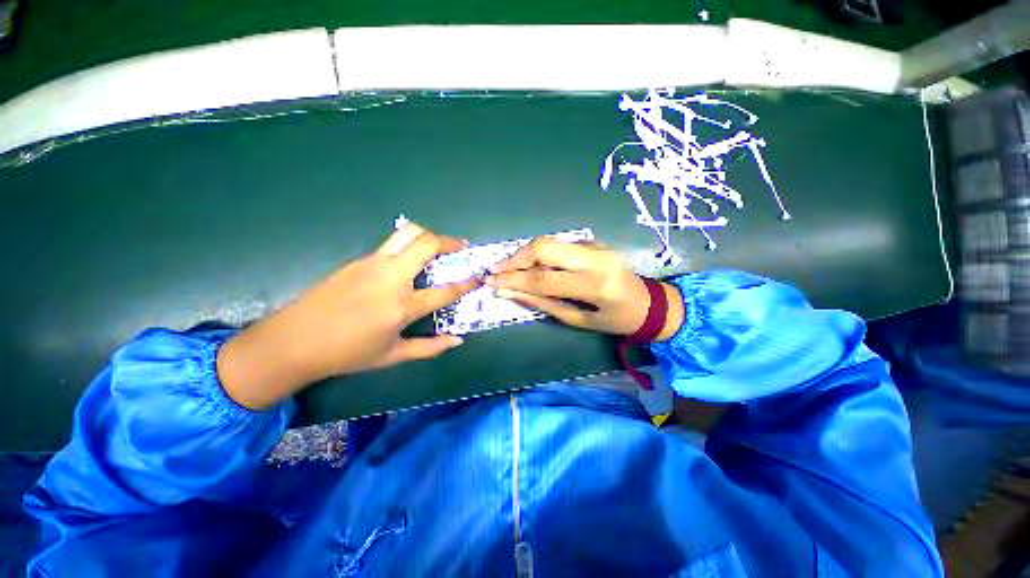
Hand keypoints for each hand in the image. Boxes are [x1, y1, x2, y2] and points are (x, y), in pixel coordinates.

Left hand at [218, 223, 478, 409]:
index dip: (466, 284)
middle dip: (449, 241)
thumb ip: (430, 348)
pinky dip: (408, 245)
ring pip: (407, 233)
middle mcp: (390, 278)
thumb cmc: (347, 354)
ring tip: (439, 245)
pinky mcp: (358, 260)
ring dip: (428, 235)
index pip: (445, 291)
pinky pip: (391, 245)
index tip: (478, 277)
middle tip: (461, 246)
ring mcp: (372, 264)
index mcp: (401, 307)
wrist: (292, 341)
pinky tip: (409, 261)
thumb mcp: (392, 356)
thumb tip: (458, 340)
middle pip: (426, 244)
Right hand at [485, 238, 683, 338]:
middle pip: (544, 247)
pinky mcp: (593, 240)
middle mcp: (597, 258)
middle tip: (495, 270)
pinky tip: (529, 264)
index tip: (491, 282)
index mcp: (596, 284)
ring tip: (506, 268)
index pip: (544, 278)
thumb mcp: (579, 320)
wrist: (648, 302)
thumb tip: (509, 292)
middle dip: (515, 258)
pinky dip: (539, 254)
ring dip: (524, 254)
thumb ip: (543, 304)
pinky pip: (559, 244)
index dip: (513, 280)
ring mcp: (596, 245)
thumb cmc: (615, 320)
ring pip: (549, 241)